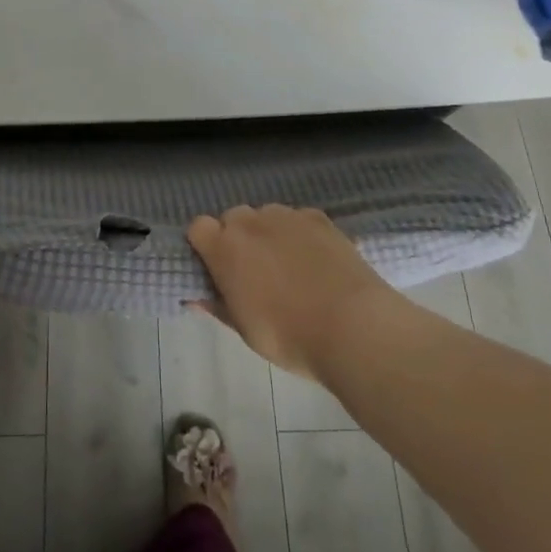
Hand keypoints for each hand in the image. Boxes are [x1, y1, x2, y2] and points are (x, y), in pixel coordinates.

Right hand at [186, 204, 396, 380]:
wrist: (354, 326)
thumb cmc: (289, 336)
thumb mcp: (246, 330)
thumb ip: (218, 306)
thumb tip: (197, 297)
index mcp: (225, 249)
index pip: (198, 227)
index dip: (204, 245)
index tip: (215, 267)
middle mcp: (251, 223)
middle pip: (233, 218)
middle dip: (237, 238)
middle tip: (253, 272)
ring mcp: (287, 216)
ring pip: (265, 215)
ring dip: (267, 233)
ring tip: (288, 265)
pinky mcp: (318, 217)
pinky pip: (297, 218)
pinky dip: (299, 233)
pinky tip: (316, 260)